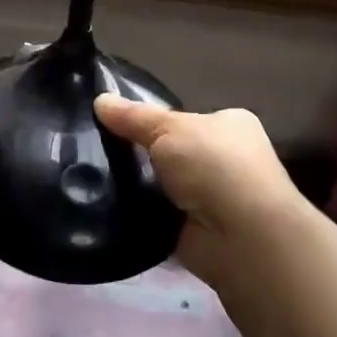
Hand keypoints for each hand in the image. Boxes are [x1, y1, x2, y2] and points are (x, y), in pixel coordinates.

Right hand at [95, 95, 304, 286]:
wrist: (242, 237)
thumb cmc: (214, 165)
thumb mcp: (169, 128)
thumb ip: (134, 116)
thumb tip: (99, 99)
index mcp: (230, 126)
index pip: (186, 119)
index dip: (154, 120)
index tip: (116, 122)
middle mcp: (227, 160)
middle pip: (172, 153)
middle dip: (143, 155)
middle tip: (98, 150)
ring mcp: (213, 199)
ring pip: (163, 185)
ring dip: (139, 186)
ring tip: (93, 177)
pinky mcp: (196, 232)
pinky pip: (157, 217)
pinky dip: (139, 214)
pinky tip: (108, 208)